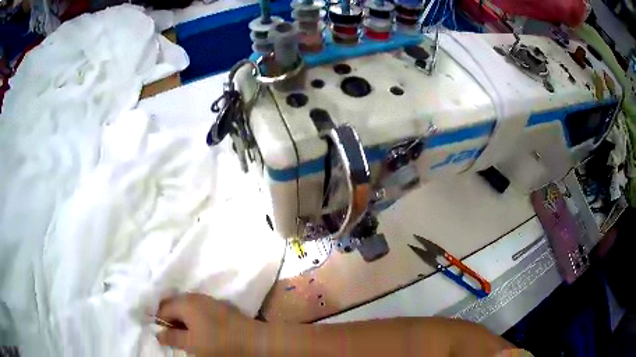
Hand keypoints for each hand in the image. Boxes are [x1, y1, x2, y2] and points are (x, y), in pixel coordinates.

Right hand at [155, 293, 263, 355]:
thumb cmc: (219, 343)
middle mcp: (195, 297)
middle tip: (171, 335)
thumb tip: (157, 333)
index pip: (163, 308)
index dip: (158, 321)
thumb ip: (172, 337)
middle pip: (174, 305)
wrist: (254, 340)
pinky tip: (198, 330)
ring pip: (187, 307)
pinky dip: (194, 318)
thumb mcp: (192, 343)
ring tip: (184, 335)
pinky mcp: (220, 307)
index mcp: (185, 302)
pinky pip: (199, 310)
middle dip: (170, 319)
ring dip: (182, 319)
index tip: (159, 334)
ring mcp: (209, 300)